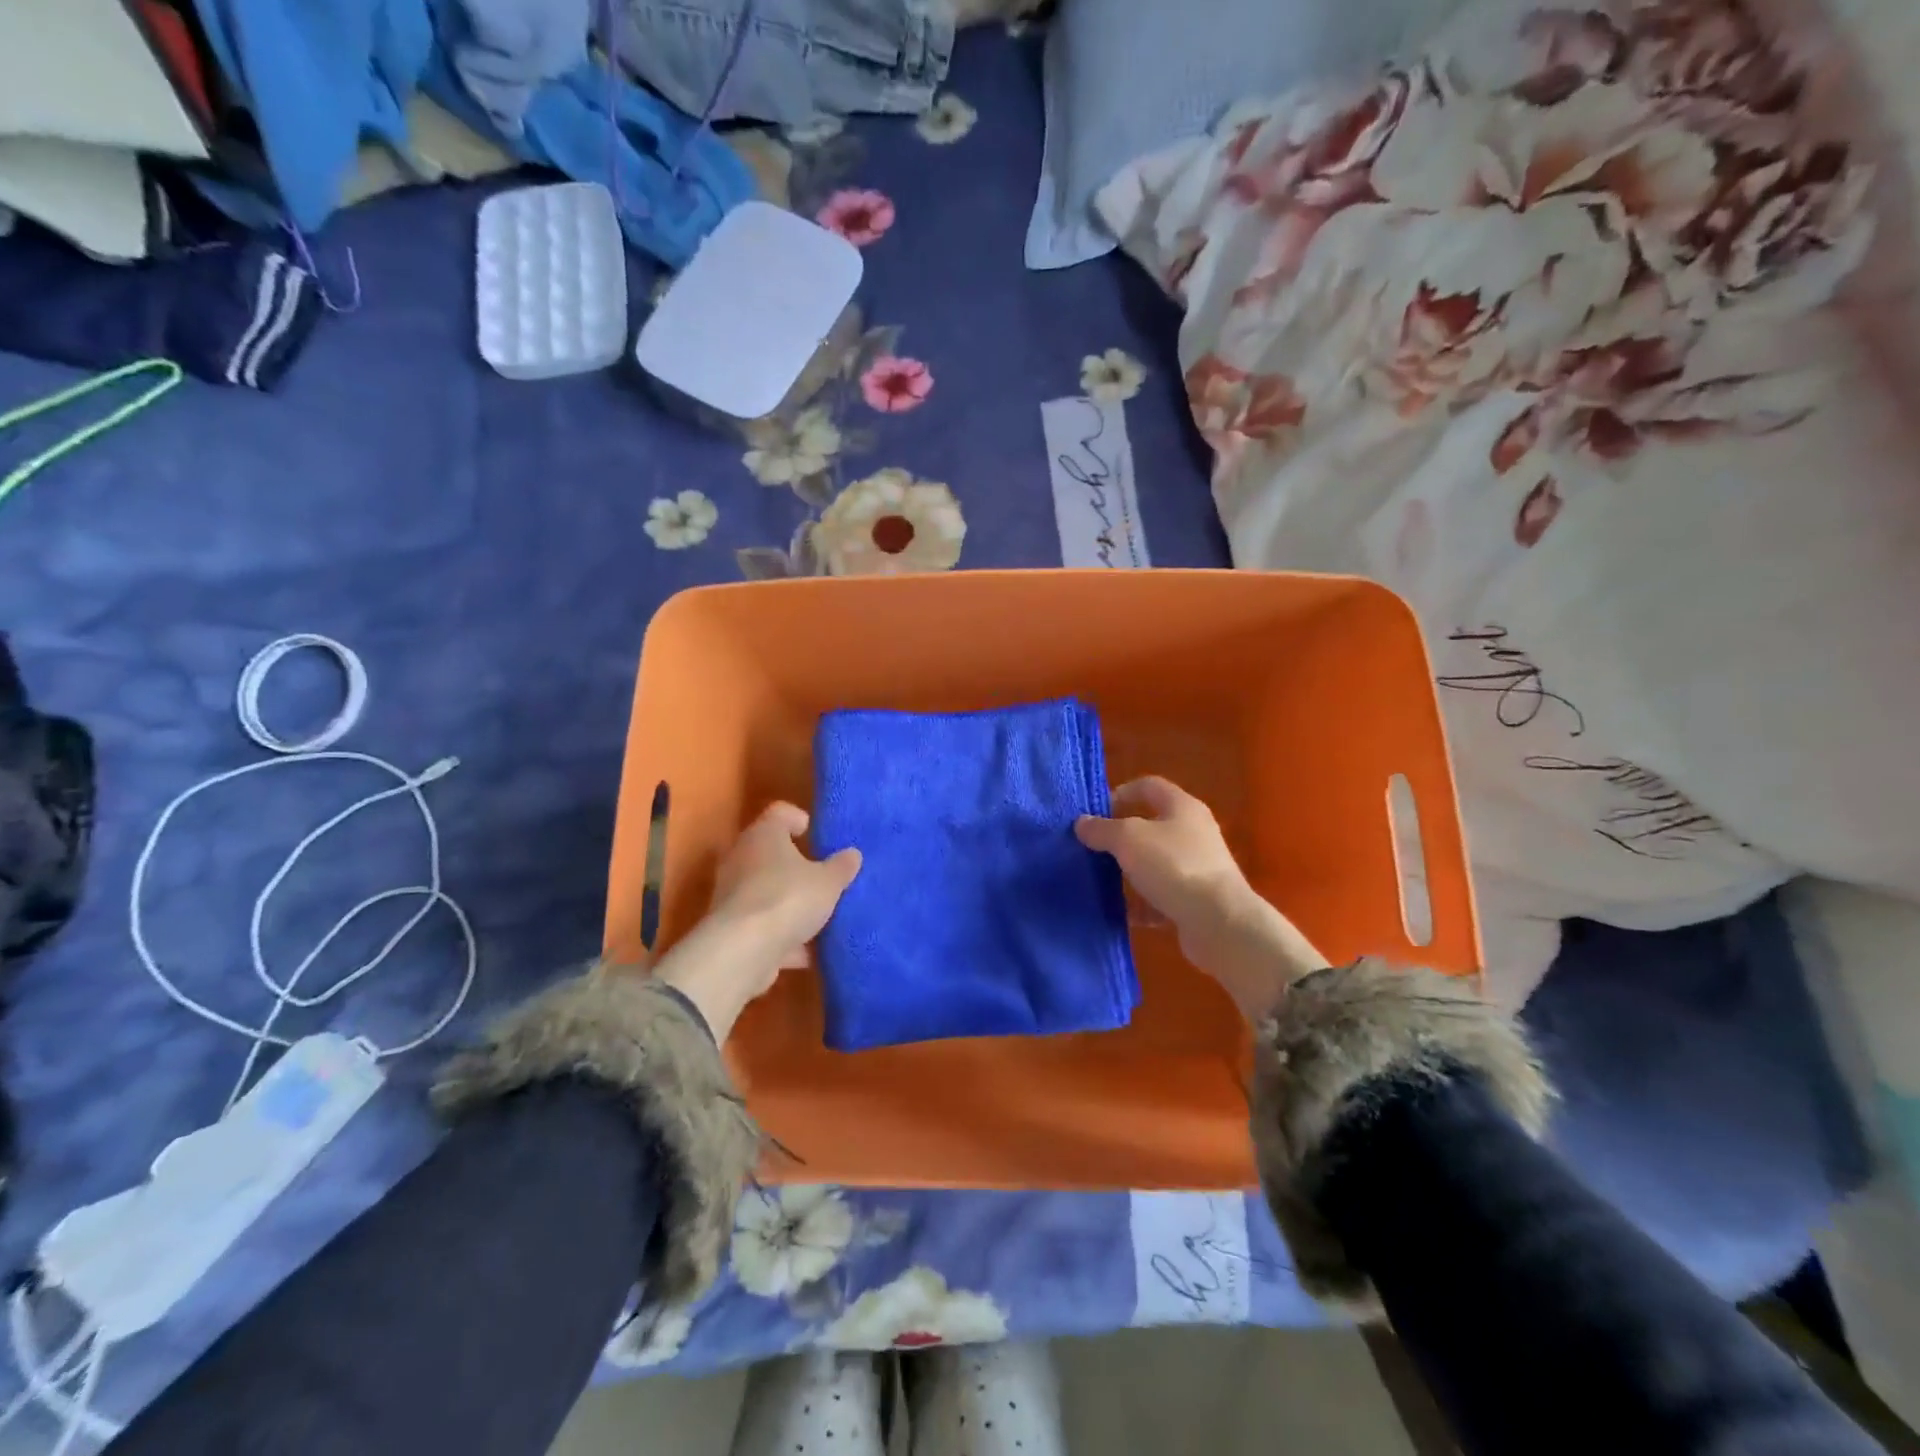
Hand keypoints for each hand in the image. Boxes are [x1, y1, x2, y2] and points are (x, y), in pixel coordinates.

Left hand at [655, 803, 860, 1040]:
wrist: (742, 952)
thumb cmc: (788, 898)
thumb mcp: (829, 882)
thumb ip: (842, 867)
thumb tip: (852, 854)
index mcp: (764, 835)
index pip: (780, 812)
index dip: (799, 819)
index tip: (816, 834)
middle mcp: (742, 859)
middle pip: (771, 853)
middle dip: (797, 866)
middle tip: (824, 876)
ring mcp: (733, 895)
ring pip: (767, 892)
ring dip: (790, 904)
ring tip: (821, 917)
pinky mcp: (731, 930)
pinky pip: (763, 926)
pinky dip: (783, 936)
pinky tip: (809, 952)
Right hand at [1075, 777, 1326, 1021]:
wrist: (1220, 922)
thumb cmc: (1174, 867)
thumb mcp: (1128, 839)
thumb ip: (1102, 829)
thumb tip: (1082, 823)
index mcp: (1182, 807)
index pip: (1148, 786)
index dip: (1120, 793)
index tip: (1095, 813)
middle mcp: (1193, 832)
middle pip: (1151, 826)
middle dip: (1121, 836)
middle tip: (1093, 848)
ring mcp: (1198, 868)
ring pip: (1155, 863)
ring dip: (1130, 871)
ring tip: (1102, 880)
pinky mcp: (1197, 900)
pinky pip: (1162, 896)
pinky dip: (1143, 903)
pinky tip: (1123, 912)